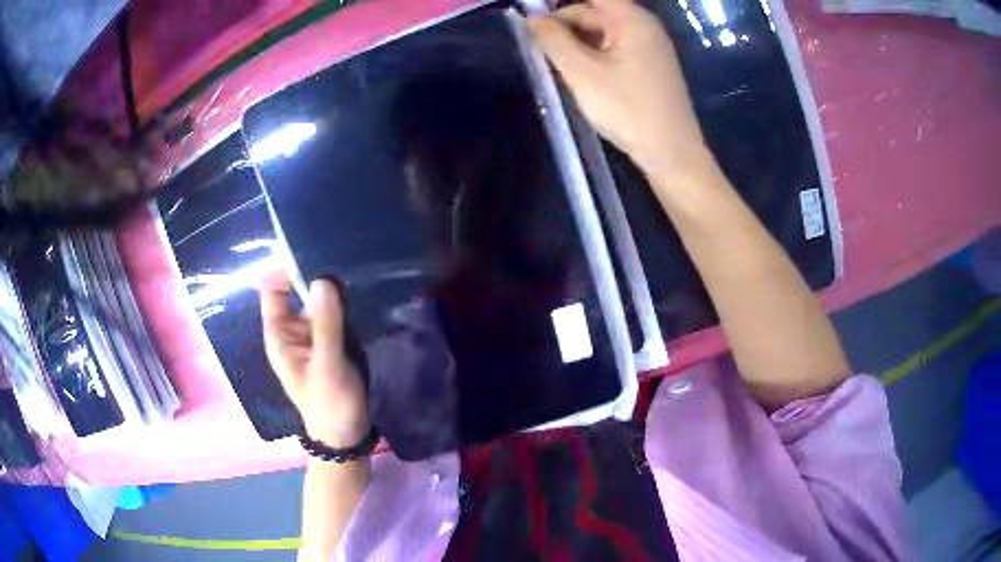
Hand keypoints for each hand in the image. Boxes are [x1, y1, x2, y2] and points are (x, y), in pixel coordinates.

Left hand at [260, 270, 368, 448]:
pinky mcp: (334, 341)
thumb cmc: (329, 404)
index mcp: (280, 336)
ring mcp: (315, 335)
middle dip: (316, 276)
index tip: (312, 254)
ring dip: (334, 290)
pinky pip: (336, 314)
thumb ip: (326, 324)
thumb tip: (324, 279)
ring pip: (320, 301)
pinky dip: (346, 304)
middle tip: (343, 258)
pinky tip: (362, 293)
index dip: (285, 270)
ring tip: (357, 270)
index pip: (273, 290)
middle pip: (298, 291)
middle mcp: (294, 330)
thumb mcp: (327, 365)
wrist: (347, 435)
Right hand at [528, 0, 708, 176]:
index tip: (536, 19)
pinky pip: (614, 48)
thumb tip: (533, 20)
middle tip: (539, 49)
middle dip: (564, 25)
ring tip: (555, 65)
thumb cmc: (627, 109)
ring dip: (575, 43)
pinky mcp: (649, 66)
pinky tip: (579, 75)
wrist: (671, 153)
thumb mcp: (582, 72)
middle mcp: (643, 26)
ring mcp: (649, 46)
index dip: (559, 6)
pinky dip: (592, 54)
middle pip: (594, 12)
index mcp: (631, 19)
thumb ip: (553, 40)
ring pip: (602, 32)